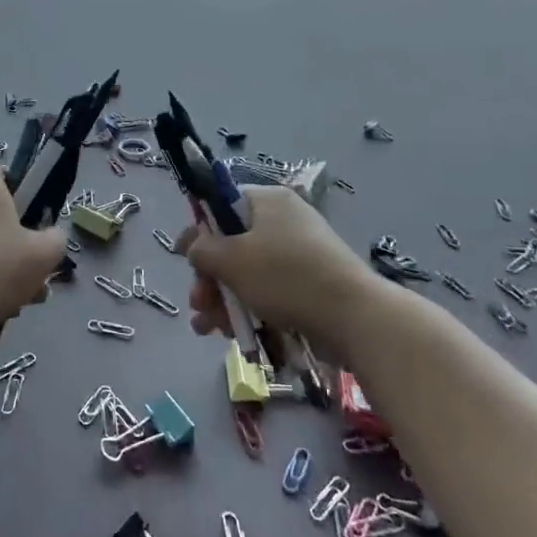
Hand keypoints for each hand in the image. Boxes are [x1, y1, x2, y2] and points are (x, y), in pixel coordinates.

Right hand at [177, 187, 370, 354]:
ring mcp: (299, 255)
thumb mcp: (232, 259)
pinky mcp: (309, 286)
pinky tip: (233, 335)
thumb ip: (203, 249)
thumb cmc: (286, 277)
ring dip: (224, 300)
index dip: (198, 230)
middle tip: (198, 303)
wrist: (355, 318)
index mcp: (267, 202)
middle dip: (210, 278)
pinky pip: (269, 292)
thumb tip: (196, 247)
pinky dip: (249, 310)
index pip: (221, 205)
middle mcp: (284, 221)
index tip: (181, 257)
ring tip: (209, 328)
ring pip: (248, 274)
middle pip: (232, 245)